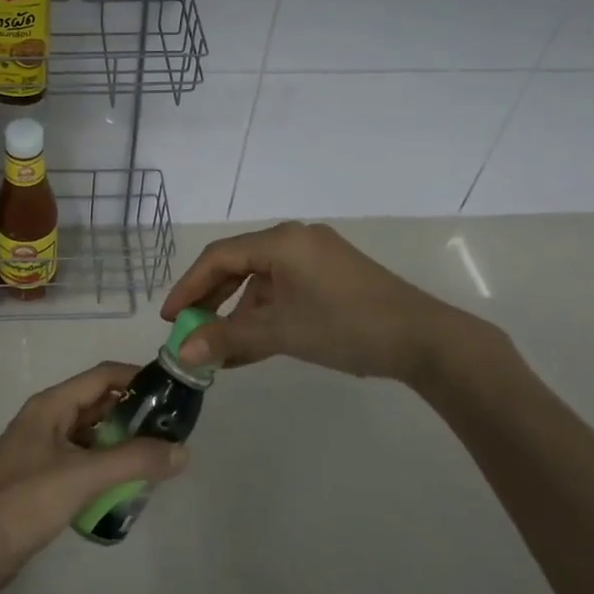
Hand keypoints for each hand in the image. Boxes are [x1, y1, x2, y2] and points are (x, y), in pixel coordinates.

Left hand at [0, 364, 189, 593]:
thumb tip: (182, 451)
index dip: (138, 378)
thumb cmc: (26, 500)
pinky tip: (127, 486)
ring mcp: (42, 450)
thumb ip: (134, 461)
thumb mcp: (84, 476)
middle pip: (98, 405)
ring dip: (121, 443)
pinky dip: (105, 467)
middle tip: (171, 431)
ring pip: (91, 435)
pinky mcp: (41, 479)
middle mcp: (47, 420)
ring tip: (157, 459)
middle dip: (134, 414)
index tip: (172, 392)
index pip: (102, 376)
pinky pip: (82, 462)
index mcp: (51, 405)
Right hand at [163, 222, 502, 382]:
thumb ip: (228, 338)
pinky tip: (252, 346)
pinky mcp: (332, 278)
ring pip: (262, 282)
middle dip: (211, 300)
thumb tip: (182, 353)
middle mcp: (296, 240)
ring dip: (239, 313)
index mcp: (281, 241)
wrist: (423, 339)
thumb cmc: (346, 326)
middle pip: (239, 265)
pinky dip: (266, 315)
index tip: (170, 318)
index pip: (219, 257)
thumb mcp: (281, 331)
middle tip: (190, 331)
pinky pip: (285, 291)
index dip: (189, 286)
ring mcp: (316, 258)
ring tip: (220, 349)